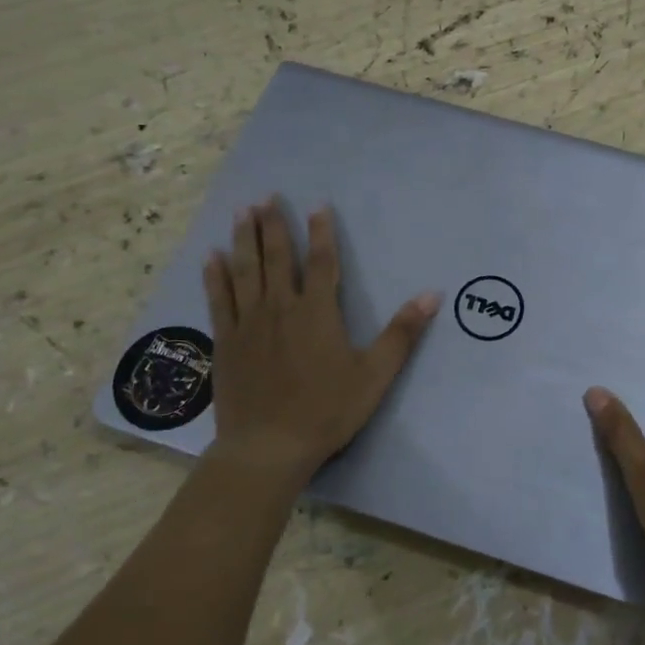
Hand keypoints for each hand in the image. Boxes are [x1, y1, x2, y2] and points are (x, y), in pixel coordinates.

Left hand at [202, 200, 440, 494]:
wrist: (268, 447)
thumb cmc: (326, 411)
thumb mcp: (374, 375)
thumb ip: (402, 333)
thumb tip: (432, 295)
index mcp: (317, 312)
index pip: (322, 262)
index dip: (322, 232)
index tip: (318, 206)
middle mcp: (280, 308)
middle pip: (277, 257)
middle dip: (274, 225)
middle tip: (267, 197)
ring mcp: (248, 323)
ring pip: (245, 270)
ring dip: (245, 240)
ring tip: (242, 212)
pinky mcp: (226, 342)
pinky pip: (219, 299)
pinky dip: (215, 277)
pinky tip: (211, 257)